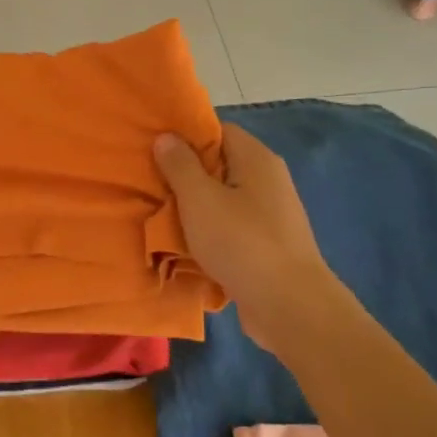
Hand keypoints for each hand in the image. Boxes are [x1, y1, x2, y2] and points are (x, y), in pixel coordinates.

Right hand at [154, 124, 338, 348]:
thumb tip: (167, 136)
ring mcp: (270, 216)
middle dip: (184, 174)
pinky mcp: (266, 246)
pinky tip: (184, 245)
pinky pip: (230, 229)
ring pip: (223, 200)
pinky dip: (208, 233)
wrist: (288, 305)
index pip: (219, 130)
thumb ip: (180, 166)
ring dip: (193, 208)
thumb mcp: (200, 199)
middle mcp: (268, 181)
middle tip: (148, 182)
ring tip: (158, 215)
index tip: (154, 147)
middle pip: (220, 165)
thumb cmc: (241, 242)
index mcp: (256, 160)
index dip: (187, 136)